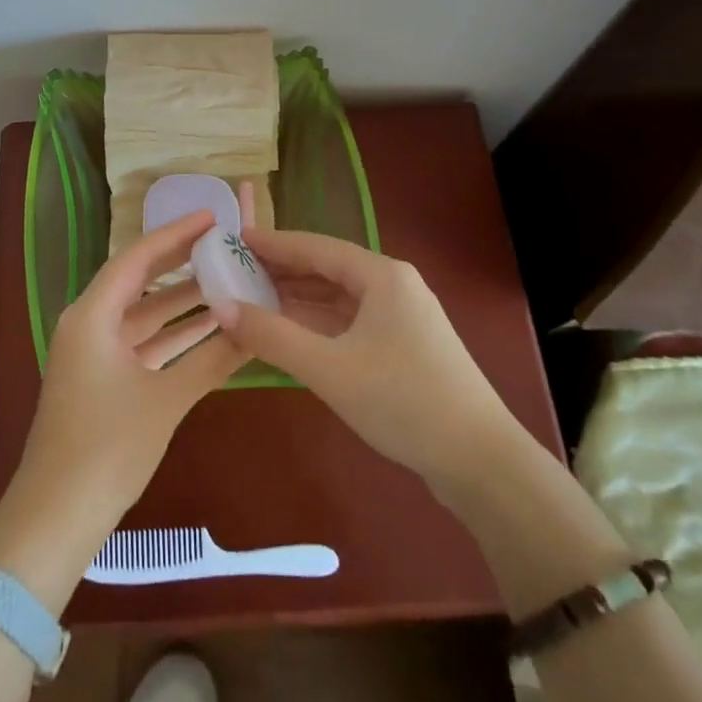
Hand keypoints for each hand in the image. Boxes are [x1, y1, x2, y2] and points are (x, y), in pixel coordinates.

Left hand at [3, 212, 241, 554]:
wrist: (57, 516)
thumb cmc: (107, 448)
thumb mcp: (165, 400)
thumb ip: (212, 360)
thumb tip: (256, 329)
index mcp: (92, 316)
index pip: (137, 259)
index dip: (175, 234)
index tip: (212, 218)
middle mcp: (89, 324)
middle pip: (140, 281)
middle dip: (182, 263)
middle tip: (225, 244)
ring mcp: (94, 353)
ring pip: (144, 315)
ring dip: (182, 303)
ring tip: (228, 281)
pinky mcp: (102, 379)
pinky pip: (142, 343)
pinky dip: (173, 336)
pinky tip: (211, 331)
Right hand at [208, 227, 518, 488]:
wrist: (480, 461)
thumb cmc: (402, 400)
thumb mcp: (329, 368)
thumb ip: (272, 336)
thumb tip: (222, 307)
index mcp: (382, 276)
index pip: (316, 247)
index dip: (274, 243)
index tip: (236, 239)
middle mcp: (394, 287)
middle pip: (328, 270)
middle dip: (283, 272)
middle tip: (237, 272)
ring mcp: (403, 318)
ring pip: (340, 299)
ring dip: (299, 300)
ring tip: (254, 300)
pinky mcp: (406, 348)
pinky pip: (351, 323)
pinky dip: (319, 325)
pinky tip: (291, 334)